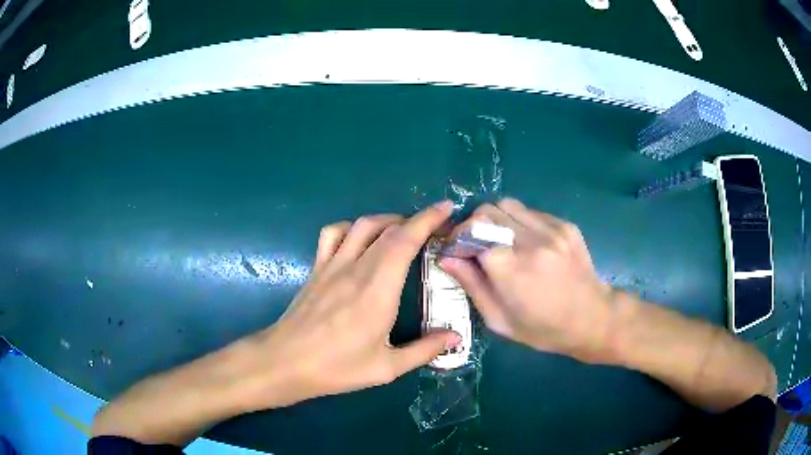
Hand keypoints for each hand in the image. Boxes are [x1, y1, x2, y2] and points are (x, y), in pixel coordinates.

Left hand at [238, 201, 460, 409]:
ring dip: (386, 220)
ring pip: (361, 225)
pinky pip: (333, 234)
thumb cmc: (337, 367)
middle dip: (416, 219)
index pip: (405, 241)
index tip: (446, 208)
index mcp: (378, 290)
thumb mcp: (387, 367)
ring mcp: (332, 265)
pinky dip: (351, 227)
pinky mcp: (316, 269)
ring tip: (402, 230)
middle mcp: (356, 268)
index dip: (427, 220)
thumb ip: (424, 350)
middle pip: (388, 229)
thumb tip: (456, 337)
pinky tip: (359, 239)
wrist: (285, 362)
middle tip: (435, 227)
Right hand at [440, 198, 615, 363]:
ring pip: (508, 205)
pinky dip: (519, 222)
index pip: (471, 233)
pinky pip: (530, 212)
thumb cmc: (543, 329)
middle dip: (473, 226)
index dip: (457, 240)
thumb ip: (471, 285)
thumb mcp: (500, 320)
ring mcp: (551, 230)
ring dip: (495, 220)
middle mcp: (530, 242)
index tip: (455, 251)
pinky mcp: (565, 225)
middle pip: (486, 212)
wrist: (592, 318)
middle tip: (475, 245)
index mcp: (511, 269)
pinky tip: (526, 243)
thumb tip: (446, 258)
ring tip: (500, 241)